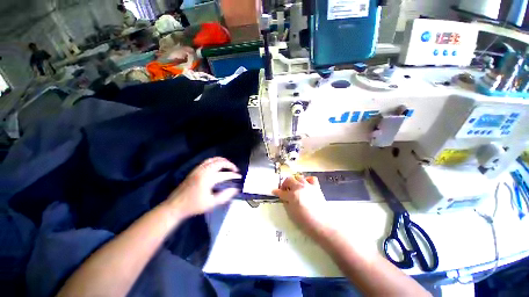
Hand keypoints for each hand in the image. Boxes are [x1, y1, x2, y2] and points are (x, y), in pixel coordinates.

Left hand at [165, 157, 241, 218]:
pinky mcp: (194, 170)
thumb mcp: (211, 204)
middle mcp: (203, 171)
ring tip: (228, 166)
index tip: (239, 177)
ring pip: (213, 159)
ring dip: (223, 161)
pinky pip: (207, 161)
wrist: (175, 206)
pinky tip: (218, 165)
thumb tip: (235, 189)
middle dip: (230, 165)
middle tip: (235, 170)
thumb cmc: (194, 206)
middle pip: (220, 162)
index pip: (225, 174)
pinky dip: (215, 160)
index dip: (234, 175)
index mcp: (208, 179)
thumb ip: (225, 195)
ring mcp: (198, 169)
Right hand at [273, 175, 333, 238]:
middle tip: (285, 190)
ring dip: (295, 181)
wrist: (323, 224)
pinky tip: (306, 184)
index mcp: (292, 195)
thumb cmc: (305, 222)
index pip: (281, 192)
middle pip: (289, 180)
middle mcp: (299, 187)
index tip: (274, 191)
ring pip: (299, 177)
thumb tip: (284, 198)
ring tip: (295, 187)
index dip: (276, 192)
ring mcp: (308, 186)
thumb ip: (286, 203)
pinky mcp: (316, 187)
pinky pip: (312, 178)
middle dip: (284, 184)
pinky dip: (307, 180)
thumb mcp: (291, 214)